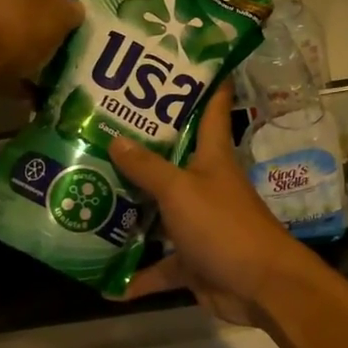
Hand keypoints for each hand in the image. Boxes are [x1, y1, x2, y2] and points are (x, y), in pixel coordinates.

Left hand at [0, 0, 98, 81]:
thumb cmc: (13, 23)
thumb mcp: (58, 15)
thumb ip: (71, 10)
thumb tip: (70, 10)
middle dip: (59, 1)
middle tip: (83, 17)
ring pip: (22, 15)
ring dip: (45, 32)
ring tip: (69, 52)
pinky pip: (9, 45)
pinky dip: (27, 60)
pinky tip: (45, 82)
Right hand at [111, 85, 310, 324]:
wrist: (260, 286)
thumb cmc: (223, 226)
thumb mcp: (181, 191)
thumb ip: (148, 167)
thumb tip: (116, 138)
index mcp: (212, 157)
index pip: (211, 109)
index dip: (202, 82)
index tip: (180, 61)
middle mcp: (206, 184)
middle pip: (173, 159)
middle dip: (141, 148)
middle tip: (99, 129)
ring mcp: (199, 223)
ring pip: (160, 212)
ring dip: (131, 211)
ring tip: (87, 197)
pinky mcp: (194, 259)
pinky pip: (160, 265)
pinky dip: (137, 276)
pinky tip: (104, 283)